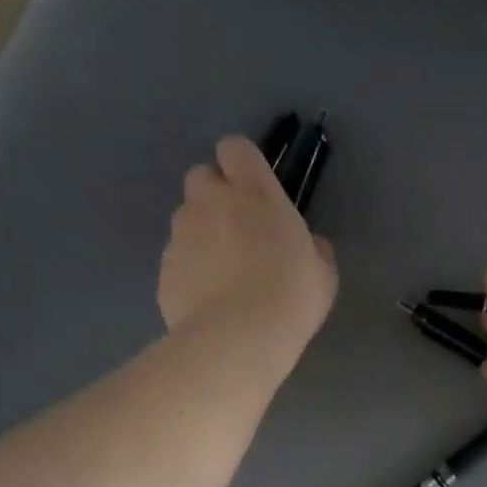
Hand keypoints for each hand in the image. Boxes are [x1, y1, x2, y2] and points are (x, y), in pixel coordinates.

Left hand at [159, 136, 337, 353]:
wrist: (237, 339)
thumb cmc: (291, 296)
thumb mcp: (323, 272)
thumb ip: (313, 248)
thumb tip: (310, 245)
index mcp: (255, 193)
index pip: (235, 148)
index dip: (241, 162)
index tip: (253, 185)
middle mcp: (211, 203)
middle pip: (201, 176)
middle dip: (215, 194)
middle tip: (237, 228)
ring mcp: (181, 235)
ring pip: (186, 218)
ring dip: (201, 232)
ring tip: (223, 271)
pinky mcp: (164, 268)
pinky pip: (177, 258)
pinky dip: (190, 269)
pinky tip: (208, 298)